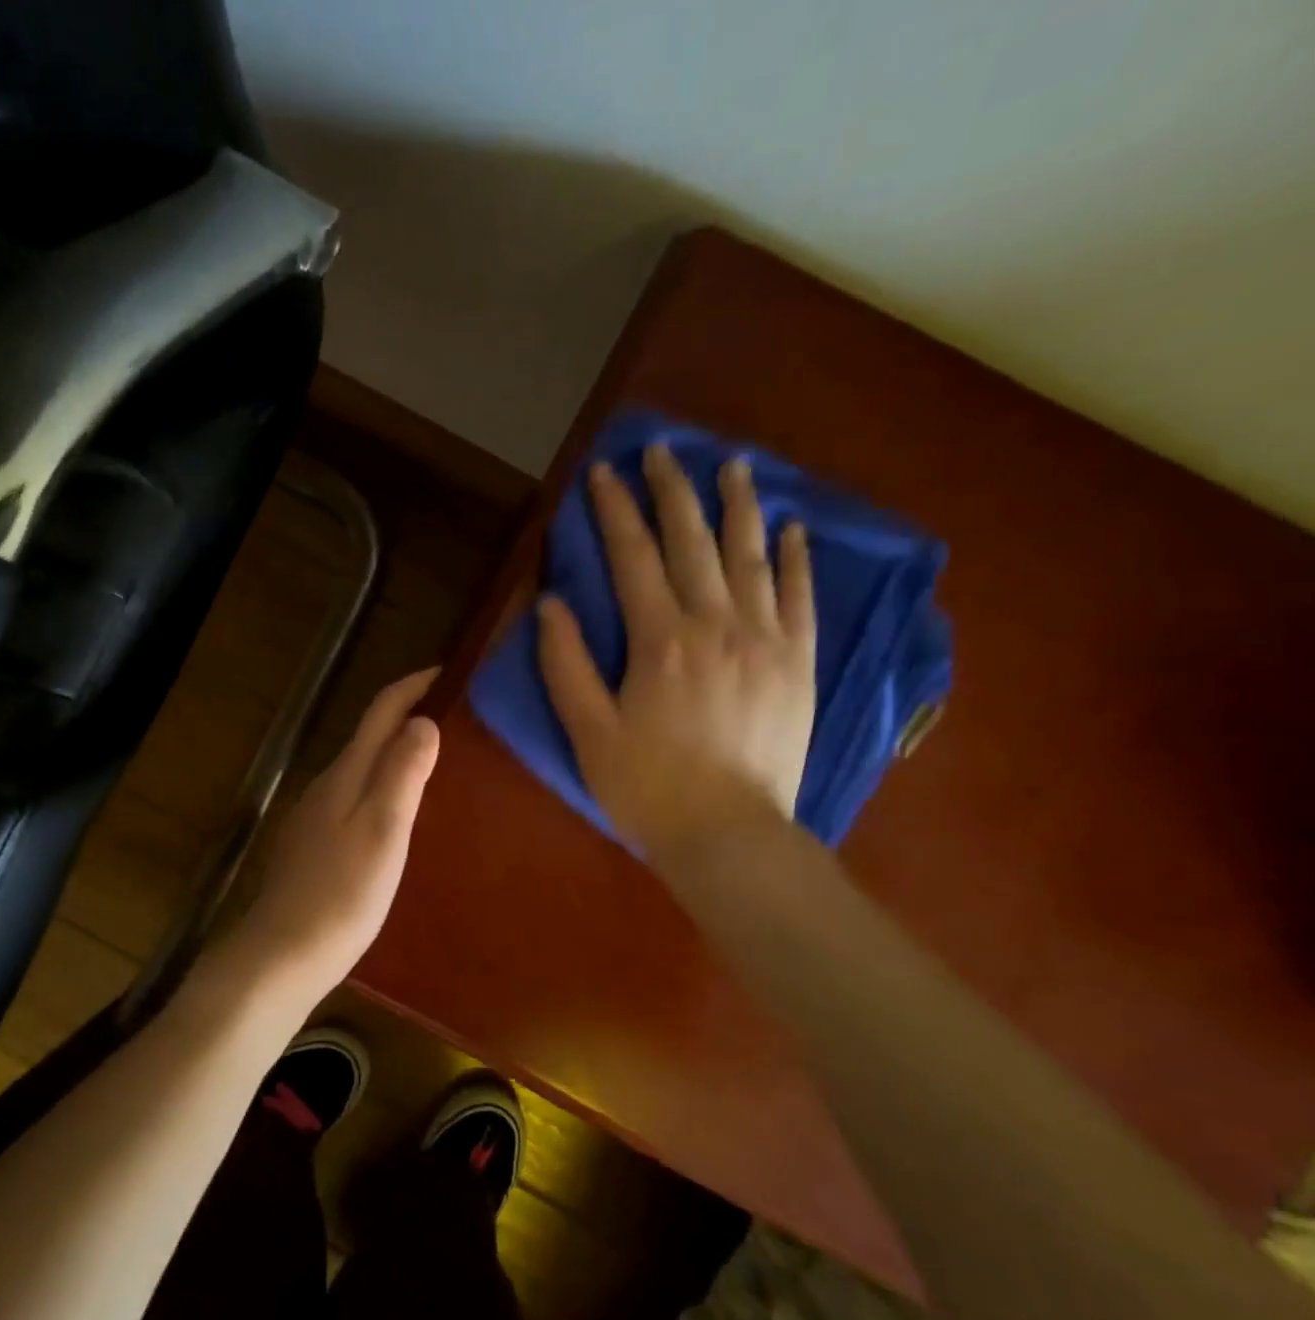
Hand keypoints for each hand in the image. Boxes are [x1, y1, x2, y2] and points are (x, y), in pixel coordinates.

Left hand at [224, 669, 440, 996]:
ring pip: (361, 769)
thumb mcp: (383, 831)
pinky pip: (354, 799)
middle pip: (369, 736)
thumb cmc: (342, 895)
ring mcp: (315, 816)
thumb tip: (422, 720)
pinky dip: (381, 788)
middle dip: (408, 717)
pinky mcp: (313, 846)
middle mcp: (326, 785)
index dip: (413, 686)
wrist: (282, 954)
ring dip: (395, 754)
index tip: (449, 673)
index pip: (381, 712)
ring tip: (437, 762)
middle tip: (456, 718)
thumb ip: (402, 774)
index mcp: (346, 774)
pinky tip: (398, 813)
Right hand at [538, 445, 815, 864]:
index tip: (603, 471)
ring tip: (730, 465)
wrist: (730, 837)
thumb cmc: (647, 788)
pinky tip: (791, 528)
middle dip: (672, 490)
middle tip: (662, 450)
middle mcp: (717, 625)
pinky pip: (801, 597)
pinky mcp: (799, 663)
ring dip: (738, 506)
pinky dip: (796, 558)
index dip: (615, 511)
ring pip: (751, 556)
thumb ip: (566, 664)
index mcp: (660, 641)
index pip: (633, 557)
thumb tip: (551, 603)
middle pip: (693, 542)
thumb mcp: (588, 731)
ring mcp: (767, 640)